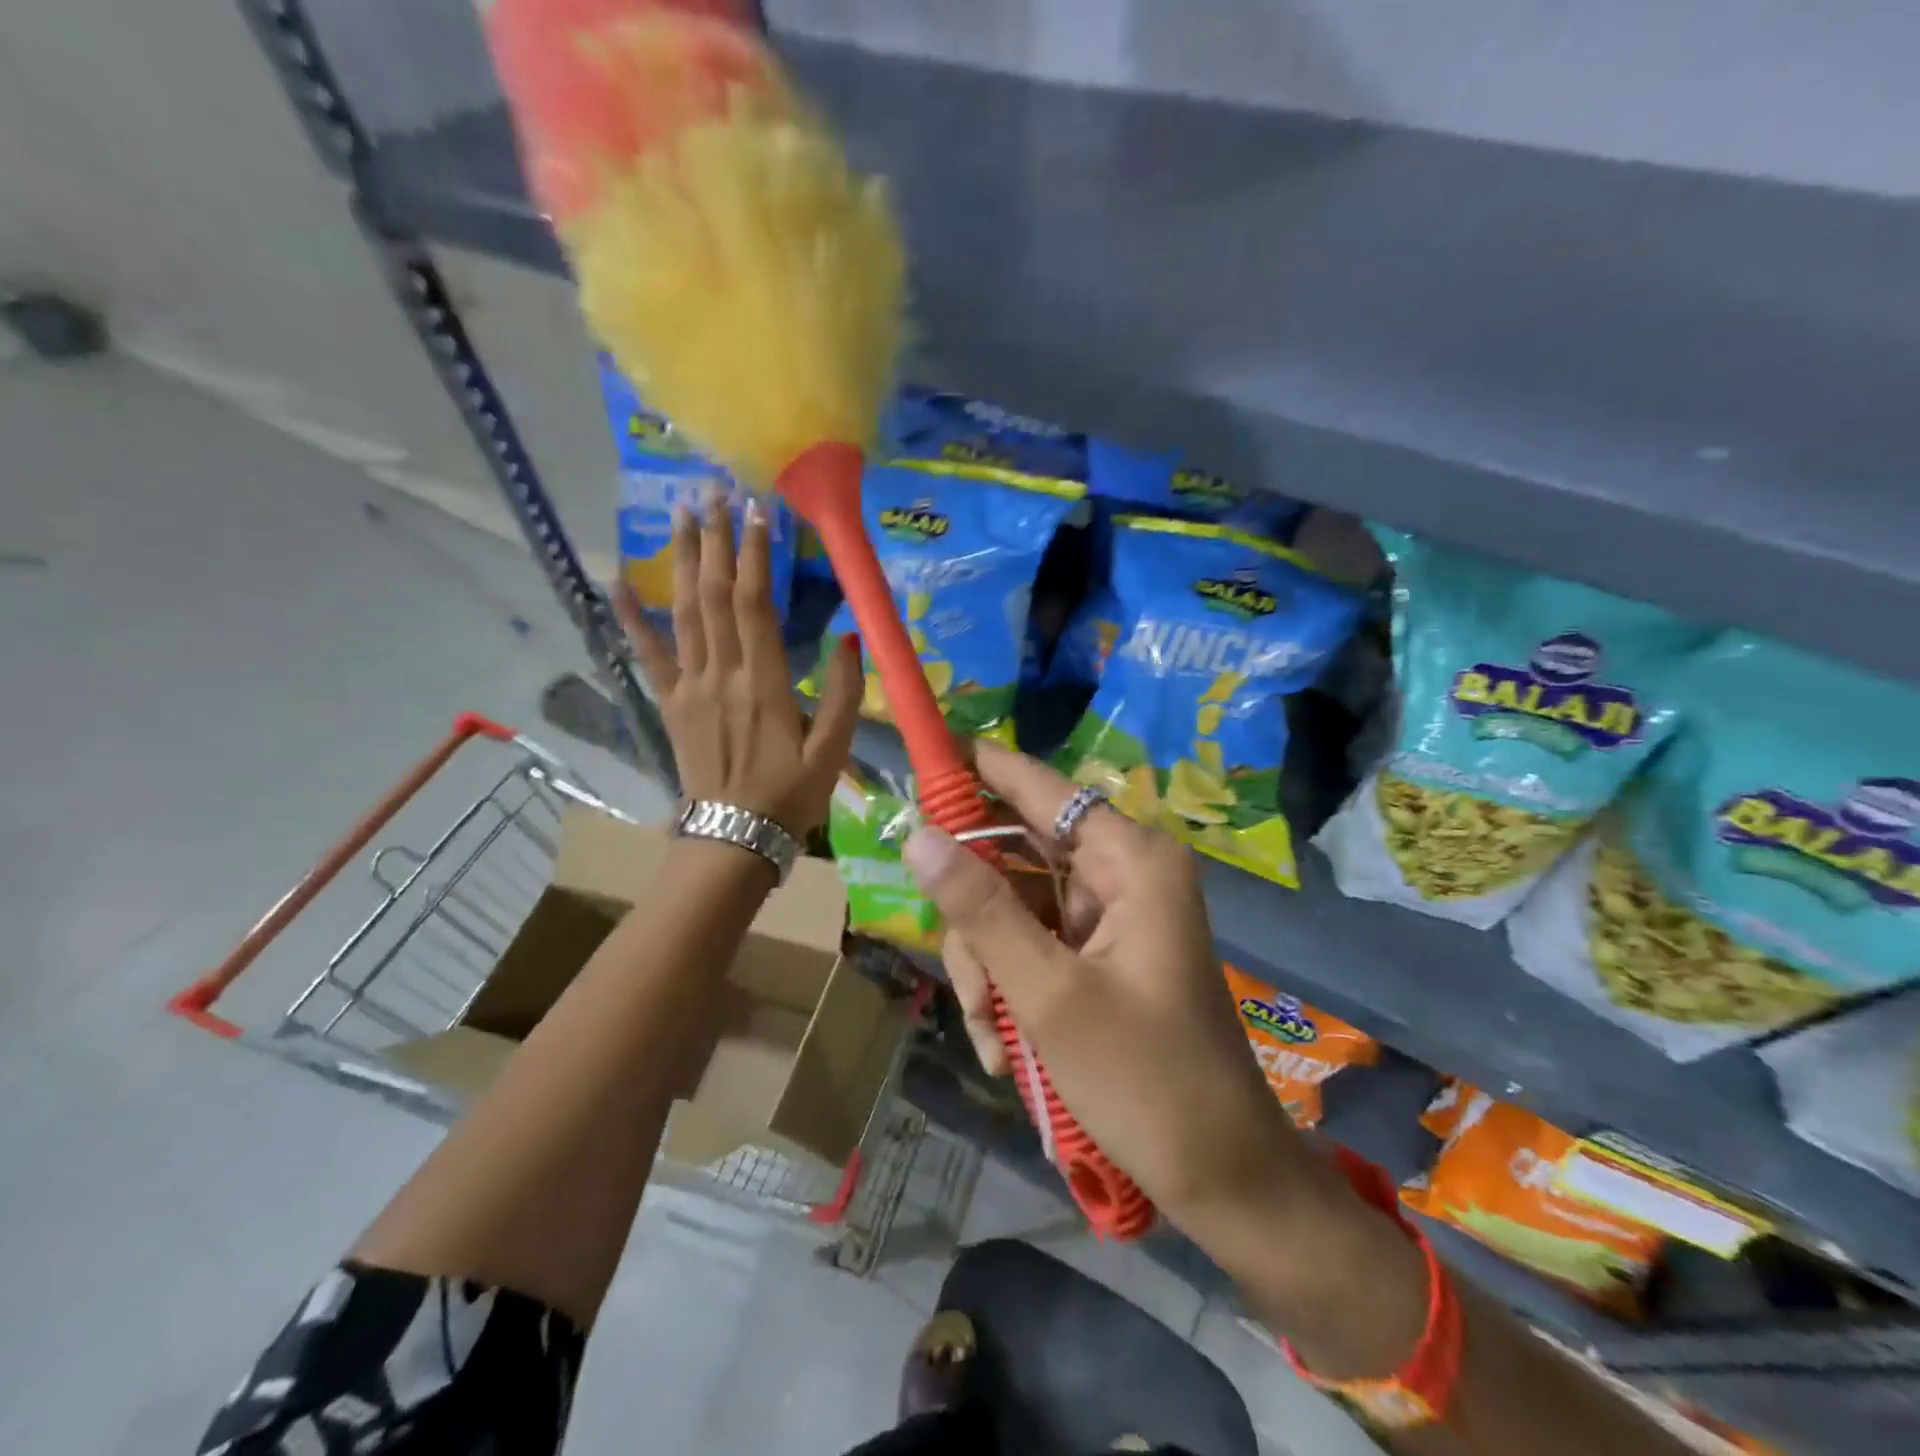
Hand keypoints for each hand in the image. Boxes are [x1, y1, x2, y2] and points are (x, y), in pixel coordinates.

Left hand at [615, 497, 861, 837]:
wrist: (733, 839)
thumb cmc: (789, 796)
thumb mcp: (833, 751)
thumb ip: (845, 694)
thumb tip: (852, 639)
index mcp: (764, 684)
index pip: (756, 604)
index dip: (755, 554)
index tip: (757, 511)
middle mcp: (721, 674)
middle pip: (714, 594)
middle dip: (714, 540)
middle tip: (712, 491)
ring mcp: (689, 686)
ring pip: (683, 612)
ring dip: (681, 560)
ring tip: (680, 514)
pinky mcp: (670, 703)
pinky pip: (646, 654)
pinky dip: (630, 617)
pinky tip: (617, 581)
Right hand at [902, 741, 1324, 1236]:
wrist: (1221, 1175)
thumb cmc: (1144, 1079)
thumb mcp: (1048, 993)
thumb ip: (980, 909)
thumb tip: (918, 835)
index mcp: (1129, 858)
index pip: (1038, 786)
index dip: (977, 768)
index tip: (919, 758)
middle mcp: (1122, 870)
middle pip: (1015, 853)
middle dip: (976, 917)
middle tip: (963, 974)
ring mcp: (1111, 912)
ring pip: (1014, 905)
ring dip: (988, 966)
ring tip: (992, 1034)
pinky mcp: (1101, 950)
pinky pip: (1032, 942)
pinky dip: (1009, 986)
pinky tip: (1005, 1047)